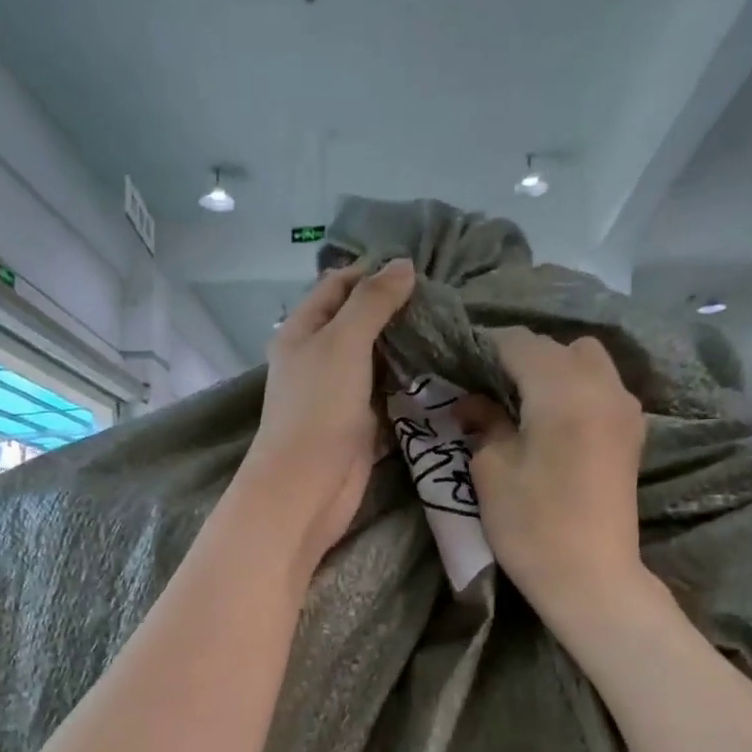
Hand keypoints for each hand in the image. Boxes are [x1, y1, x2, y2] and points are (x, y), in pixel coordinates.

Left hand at [239, 259, 416, 573]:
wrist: (308, 486)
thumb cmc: (319, 407)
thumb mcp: (343, 341)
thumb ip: (372, 302)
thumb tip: (403, 264)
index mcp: (302, 332)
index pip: (336, 286)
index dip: (371, 271)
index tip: (417, 266)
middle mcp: (318, 360)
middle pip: (358, 323)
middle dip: (395, 310)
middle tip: (443, 299)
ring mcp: (338, 395)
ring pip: (376, 362)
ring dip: (406, 349)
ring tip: (449, 328)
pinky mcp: (358, 426)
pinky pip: (386, 397)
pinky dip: (408, 386)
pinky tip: (441, 372)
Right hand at [455, 329, 651, 626]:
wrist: (591, 578)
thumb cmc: (532, 526)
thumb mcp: (492, 471)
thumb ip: (484, 423)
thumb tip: (473, 402)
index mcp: (562, 390)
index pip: (519, 343)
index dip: (485, 348)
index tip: (460, 367)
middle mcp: (602, 386)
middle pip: (559, 347)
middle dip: (523, 358)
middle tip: (491, 390)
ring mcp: (624, 409)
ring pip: (588, 363)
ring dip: (554, 372)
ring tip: (523, 405)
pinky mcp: (631, 434)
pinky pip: (603, 389)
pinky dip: (576, 391)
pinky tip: (553, 422)